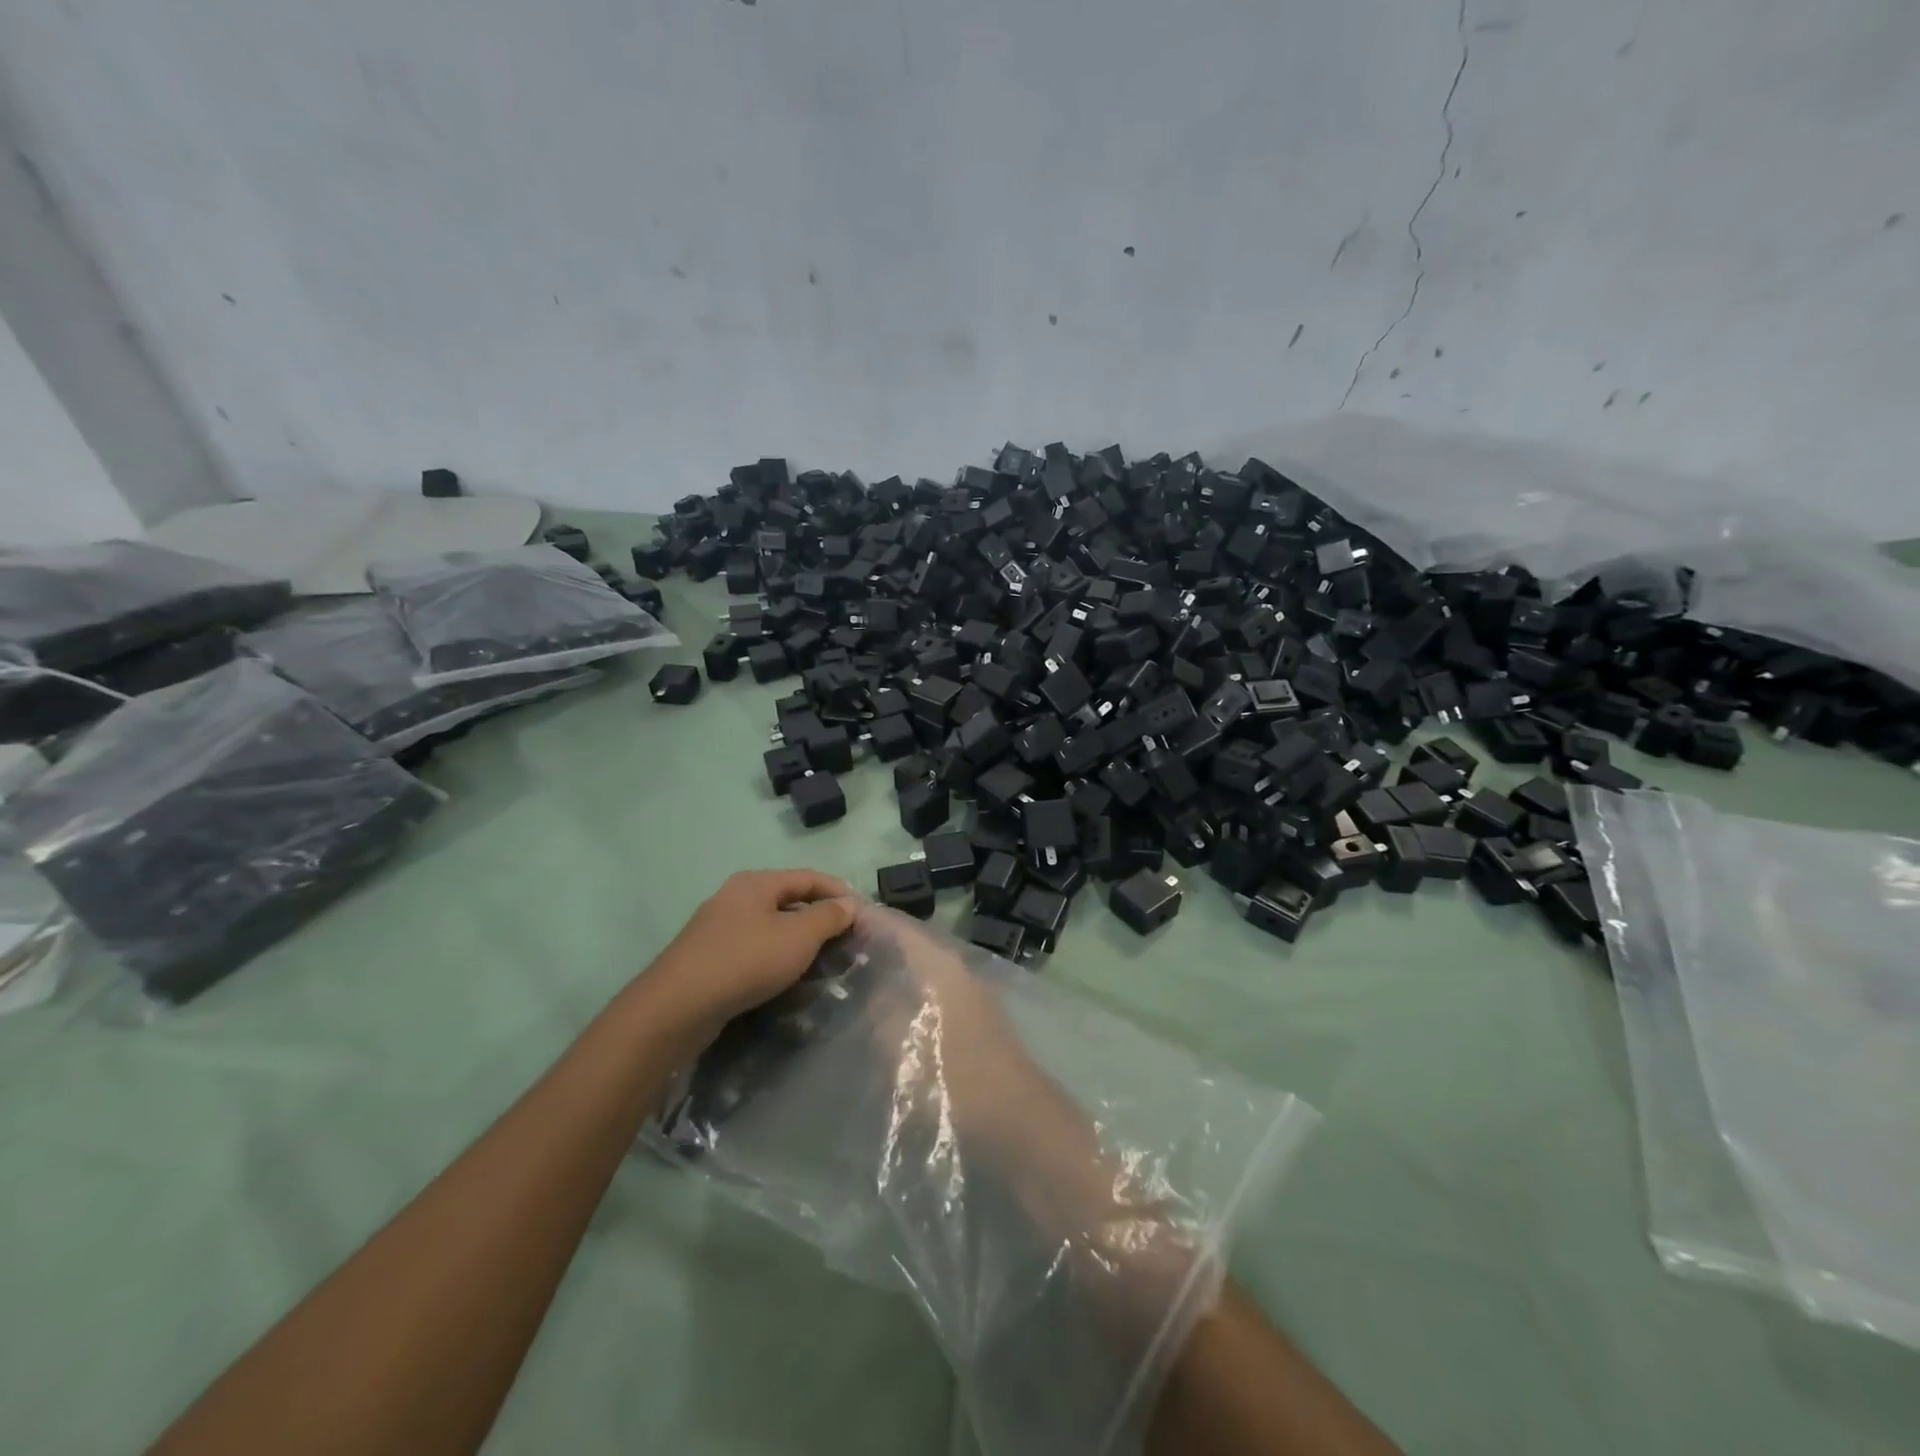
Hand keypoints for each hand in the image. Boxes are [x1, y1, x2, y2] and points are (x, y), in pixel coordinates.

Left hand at [646, 870, 856, 1040]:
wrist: (677, 1006)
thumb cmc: (746, 961)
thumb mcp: (798, 937)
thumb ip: (828, 917)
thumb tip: (848, 905)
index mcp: (757, 883)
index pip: (810, 878)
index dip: (840, 893)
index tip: (864, 916)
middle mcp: (736, 897)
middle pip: (790, 902)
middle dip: (820, 921)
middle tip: (846, 945)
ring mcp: (719, 927)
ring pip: (772, 928)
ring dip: (800, 944)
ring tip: (822, 967)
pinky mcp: (709, 957)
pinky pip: (754, 950)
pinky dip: (776, 960)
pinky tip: (786, 982)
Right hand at [854, 903, 1042, 1141]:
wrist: (1013, 1116)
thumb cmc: (953, 1076)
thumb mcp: (900, 1042)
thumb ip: (879, 1008)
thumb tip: (866, 985)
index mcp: (938, 962)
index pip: (896, 924)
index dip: (863, 917)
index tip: (830, 917)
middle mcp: (955, 966)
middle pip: (908, 942)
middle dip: (873, 942)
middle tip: (831, 950)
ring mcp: (967, 990)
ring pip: (919, 965)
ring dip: (889, 967)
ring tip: (849, 976)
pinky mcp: (972, 1015)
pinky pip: (929, 987)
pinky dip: (905, 988)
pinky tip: (883, 1007)